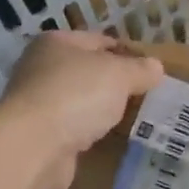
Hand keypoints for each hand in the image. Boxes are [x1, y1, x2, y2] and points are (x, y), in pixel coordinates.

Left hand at [0, 32, 164, 188]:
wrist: (33, 147)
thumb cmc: (76, 95)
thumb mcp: (119, 74)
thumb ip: (140, 69)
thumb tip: (156, 67)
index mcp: (56, 42)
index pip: (100, 41)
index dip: (128, 52)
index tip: (151, 71)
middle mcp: (41, 68)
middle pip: (89, 72)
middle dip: (116, 84)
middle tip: (147, 97)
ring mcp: (38, 104)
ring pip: (81, 102)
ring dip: (102, 111)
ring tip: (135, 120)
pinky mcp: (40, 136)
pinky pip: (74, 130)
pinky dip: (90, 135)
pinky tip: (111, 141)